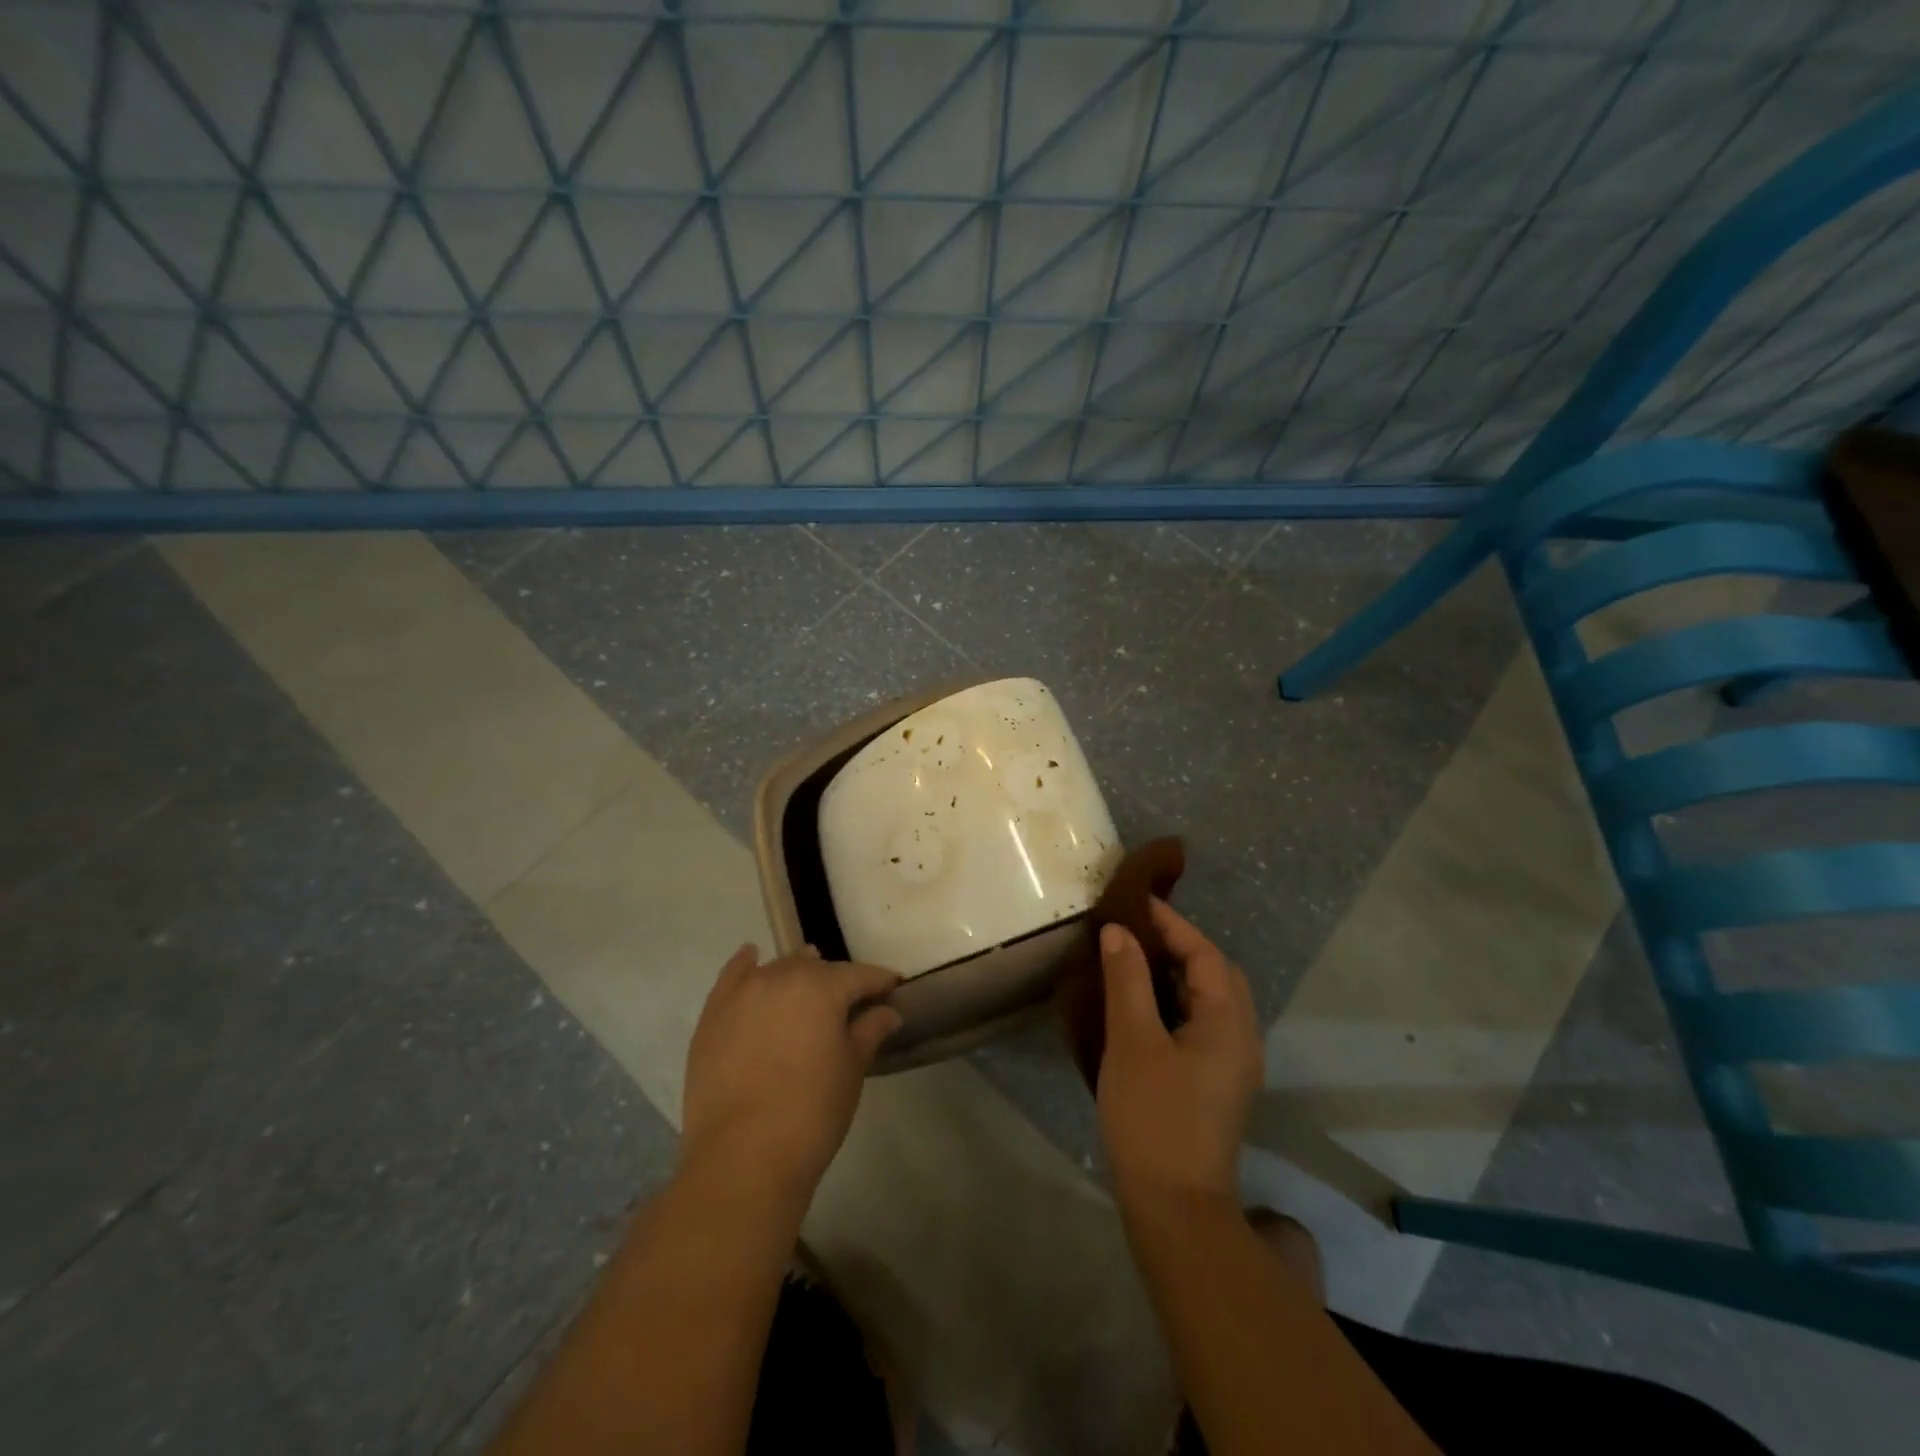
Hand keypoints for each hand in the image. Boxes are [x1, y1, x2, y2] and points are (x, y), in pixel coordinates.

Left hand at [679, 944, 902, 1198]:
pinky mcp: (713, 1015)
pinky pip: (732, 976)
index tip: (893, 989)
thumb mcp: (851, 1070)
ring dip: (796, 974)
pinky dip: (745, 964)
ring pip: (778, 970)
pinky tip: (752, 956)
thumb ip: (870, 1031)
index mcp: (822, 987)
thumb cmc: (811, 1113)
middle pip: (816, 968)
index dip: (879, 982)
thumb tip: (888, 1011)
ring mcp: (742, 993)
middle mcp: (781, 976)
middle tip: (851, 1005)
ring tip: (808, 987)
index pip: (859, 975)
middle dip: (836, 982)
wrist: (741, 1158)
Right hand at [1096, 900, 1261, 1209]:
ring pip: (1210, 1000)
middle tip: (1134, 932)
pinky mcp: (1217, 1085)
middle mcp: (1242, 1038)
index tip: (1135, 902)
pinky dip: (1175, 1002)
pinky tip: (1142, 1008)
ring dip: (1176, 974)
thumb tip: (1120, 932)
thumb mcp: (1132, 1041)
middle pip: (1216, 973)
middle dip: (1178, 945)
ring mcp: (1233, 1065)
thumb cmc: (1153, 1117)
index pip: (1205, 953)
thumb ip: (1127, 979)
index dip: (1171, 923)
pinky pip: (1202, 1024)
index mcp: (1229, 1022)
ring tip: (1133, 961)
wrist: (1175, 1208)